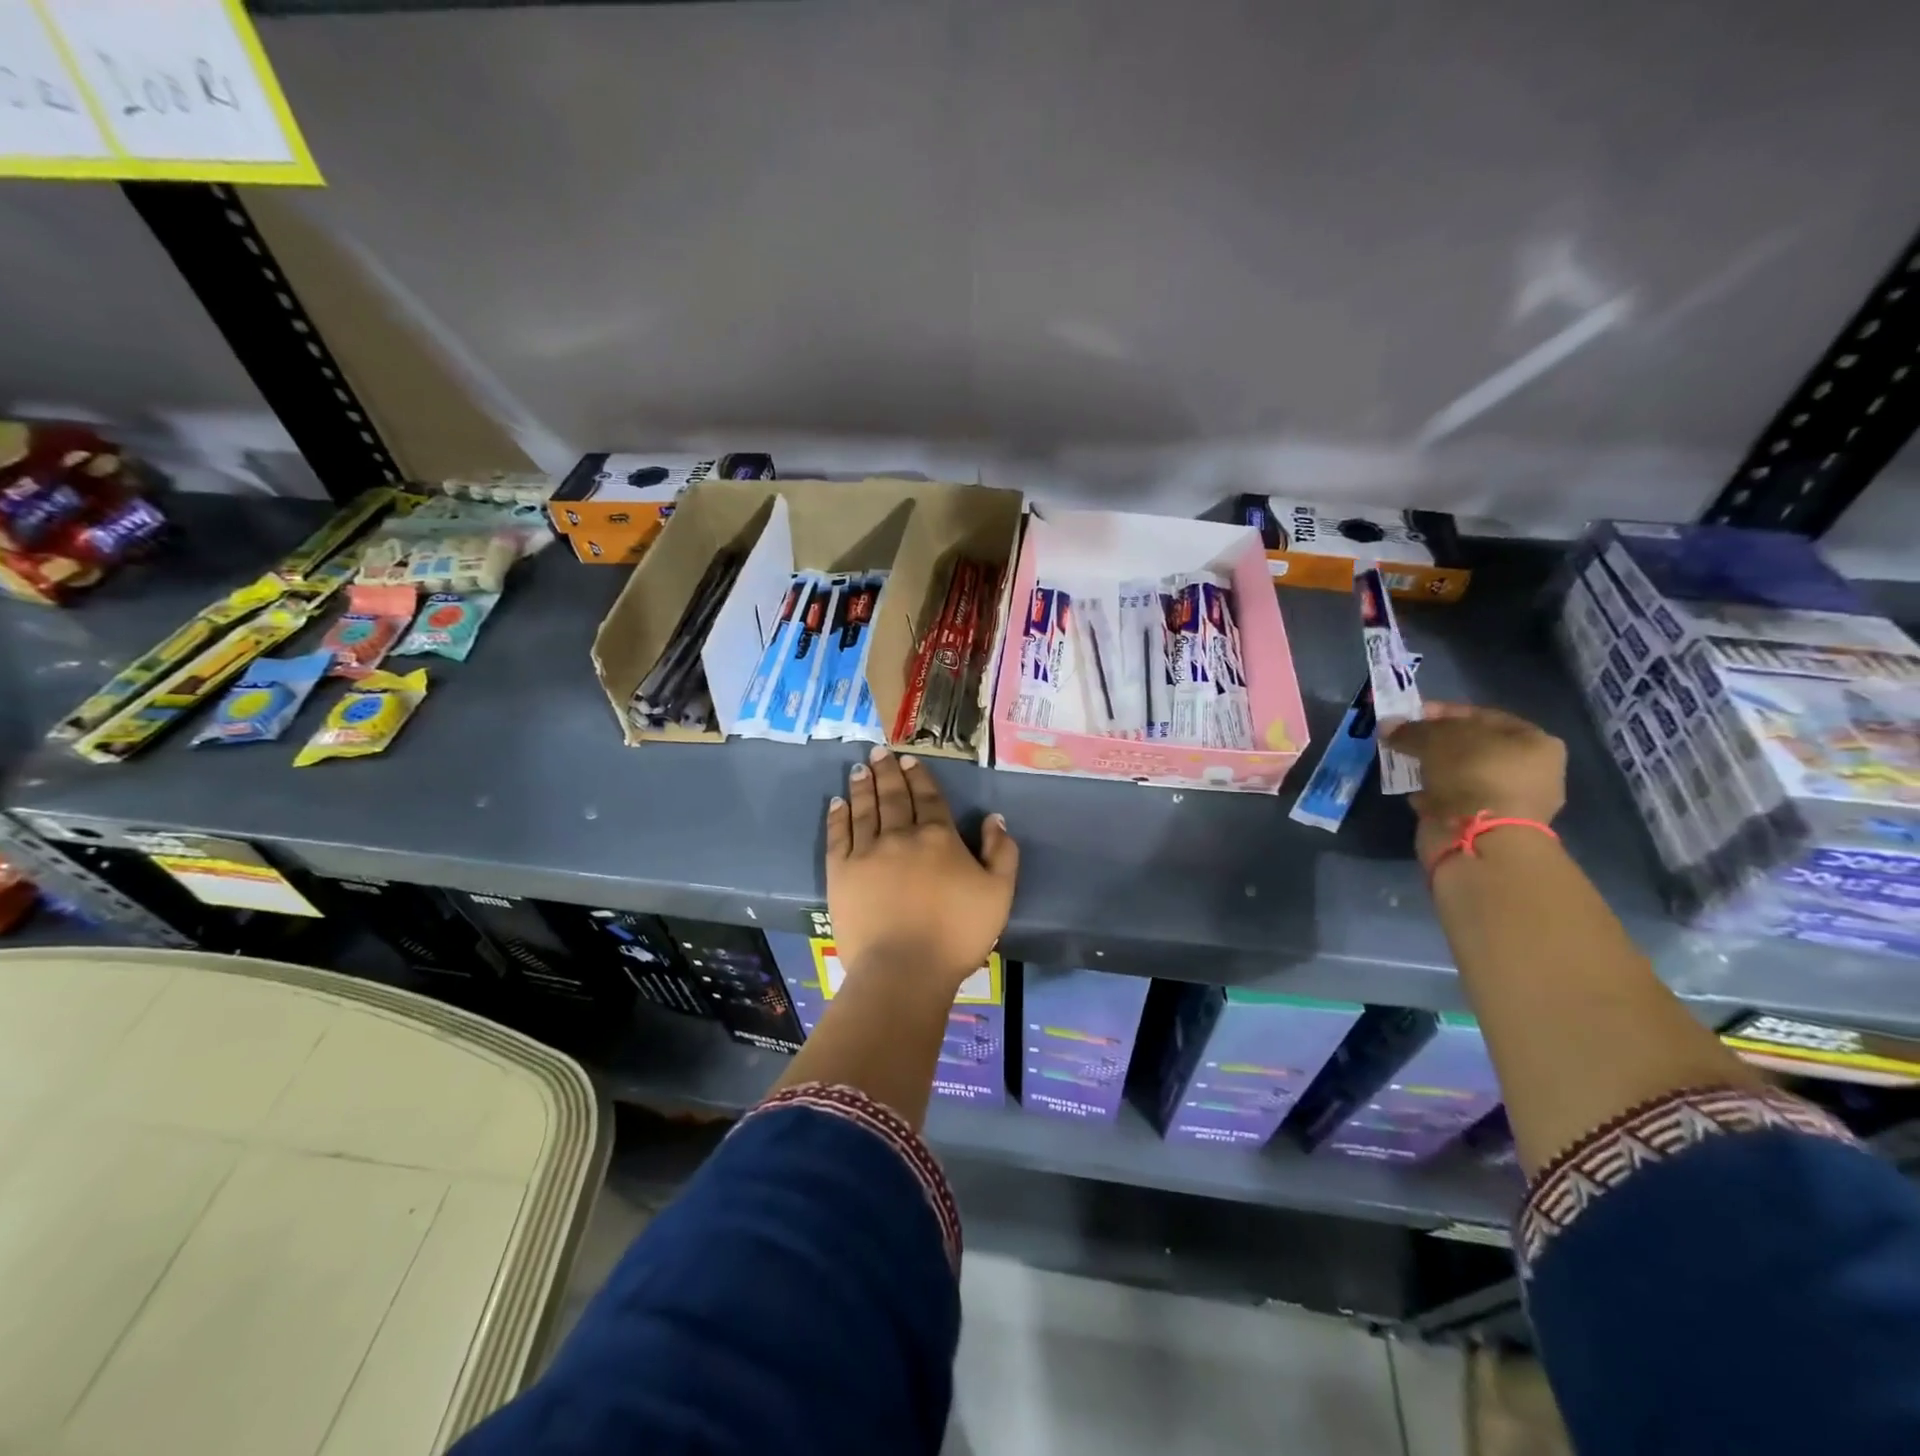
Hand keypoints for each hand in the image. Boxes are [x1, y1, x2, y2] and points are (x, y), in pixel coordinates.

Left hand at [825, 746, 1019, 991]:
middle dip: (887, 772)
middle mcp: (900, 835)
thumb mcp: (999, 893)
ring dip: (863, 785)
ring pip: (864, 809)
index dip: (919, 777)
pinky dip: (838, 816)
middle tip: (879, 751)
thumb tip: (994, 818)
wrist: (905, 969)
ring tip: (860, 768)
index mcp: (938, 837)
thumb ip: (1001, 852)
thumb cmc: (957, 933)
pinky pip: (838, 835)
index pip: (928, 798)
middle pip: (893, 796)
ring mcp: (866, 852)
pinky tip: (838, 802)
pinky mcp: (840, 873)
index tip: (909, 760)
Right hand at [1385, 703, 1566, 867]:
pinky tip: (1416, 794)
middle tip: (1407, 740)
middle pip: (1475, 747)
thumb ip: (1411, 729)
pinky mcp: (1490, 826)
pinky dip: (1436, 796)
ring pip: (1464, 776)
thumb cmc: (1471, 774)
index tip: (1413, 714)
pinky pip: (1458, 802)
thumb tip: (1388, 725)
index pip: (1484, 716)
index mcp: (1536, 743)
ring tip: (1406, 766)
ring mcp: (1513, 803)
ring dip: (1435, 770)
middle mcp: (1532, 772)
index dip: (1445, 712)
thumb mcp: (1436, 739)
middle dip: (1438, 743)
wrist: (1479, 839)